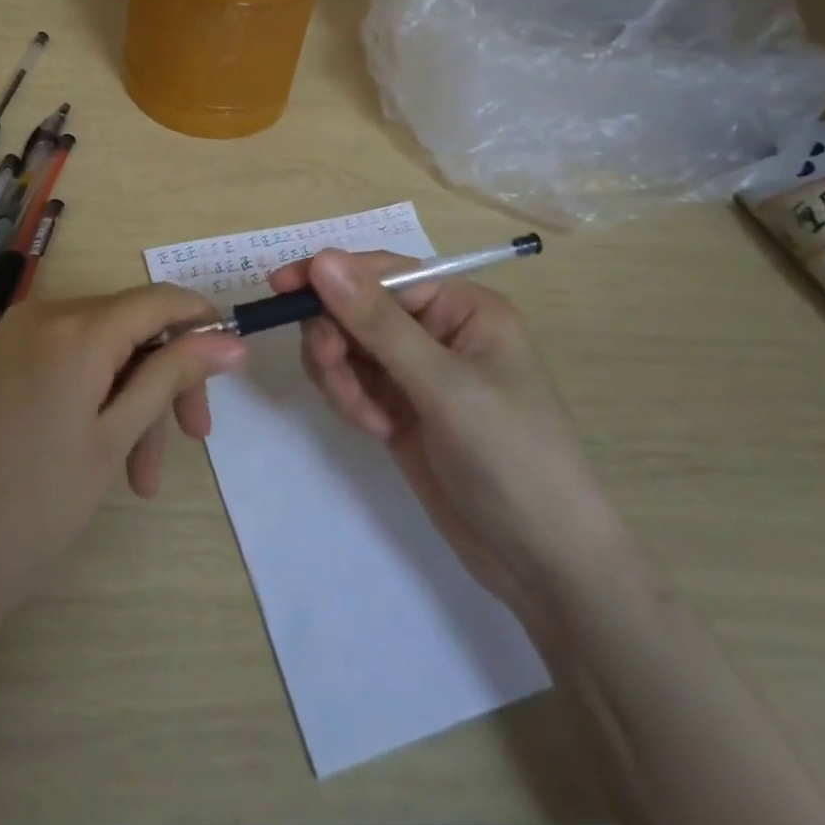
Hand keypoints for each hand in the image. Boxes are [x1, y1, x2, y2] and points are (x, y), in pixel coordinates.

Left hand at [0, 285, 245, 637]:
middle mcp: (43, 314)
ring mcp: (15, 336)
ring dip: (131, 399)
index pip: (159, 300)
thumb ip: (172, 375)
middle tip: (191, 438)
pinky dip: (95, 394)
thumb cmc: (36, 508)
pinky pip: (66, 360)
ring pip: (100, 349)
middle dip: (165, 377)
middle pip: (130, 326)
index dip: (202, 324)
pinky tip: (103, 454)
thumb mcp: (115, 437)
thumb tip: (232, 340)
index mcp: (76, 327)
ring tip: (139, 476)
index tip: (231, 365)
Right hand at [270, 249, 624, 634]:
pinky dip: (350, 401)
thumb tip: (322, 260)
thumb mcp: (444, 387)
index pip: (383, 272)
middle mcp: (437, 330)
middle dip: (336, 336)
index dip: (331, 275)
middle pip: (357, 308)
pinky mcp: (400, 409)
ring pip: (348, 346)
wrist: (542, 564)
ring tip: (365, 417)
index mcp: (462, 307)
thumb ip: (378, 323)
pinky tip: (376, 430)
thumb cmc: (512, 458)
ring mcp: (416, 372)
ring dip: (340, 375)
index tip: (281, 287)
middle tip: (331, 368)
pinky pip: (353, 383)